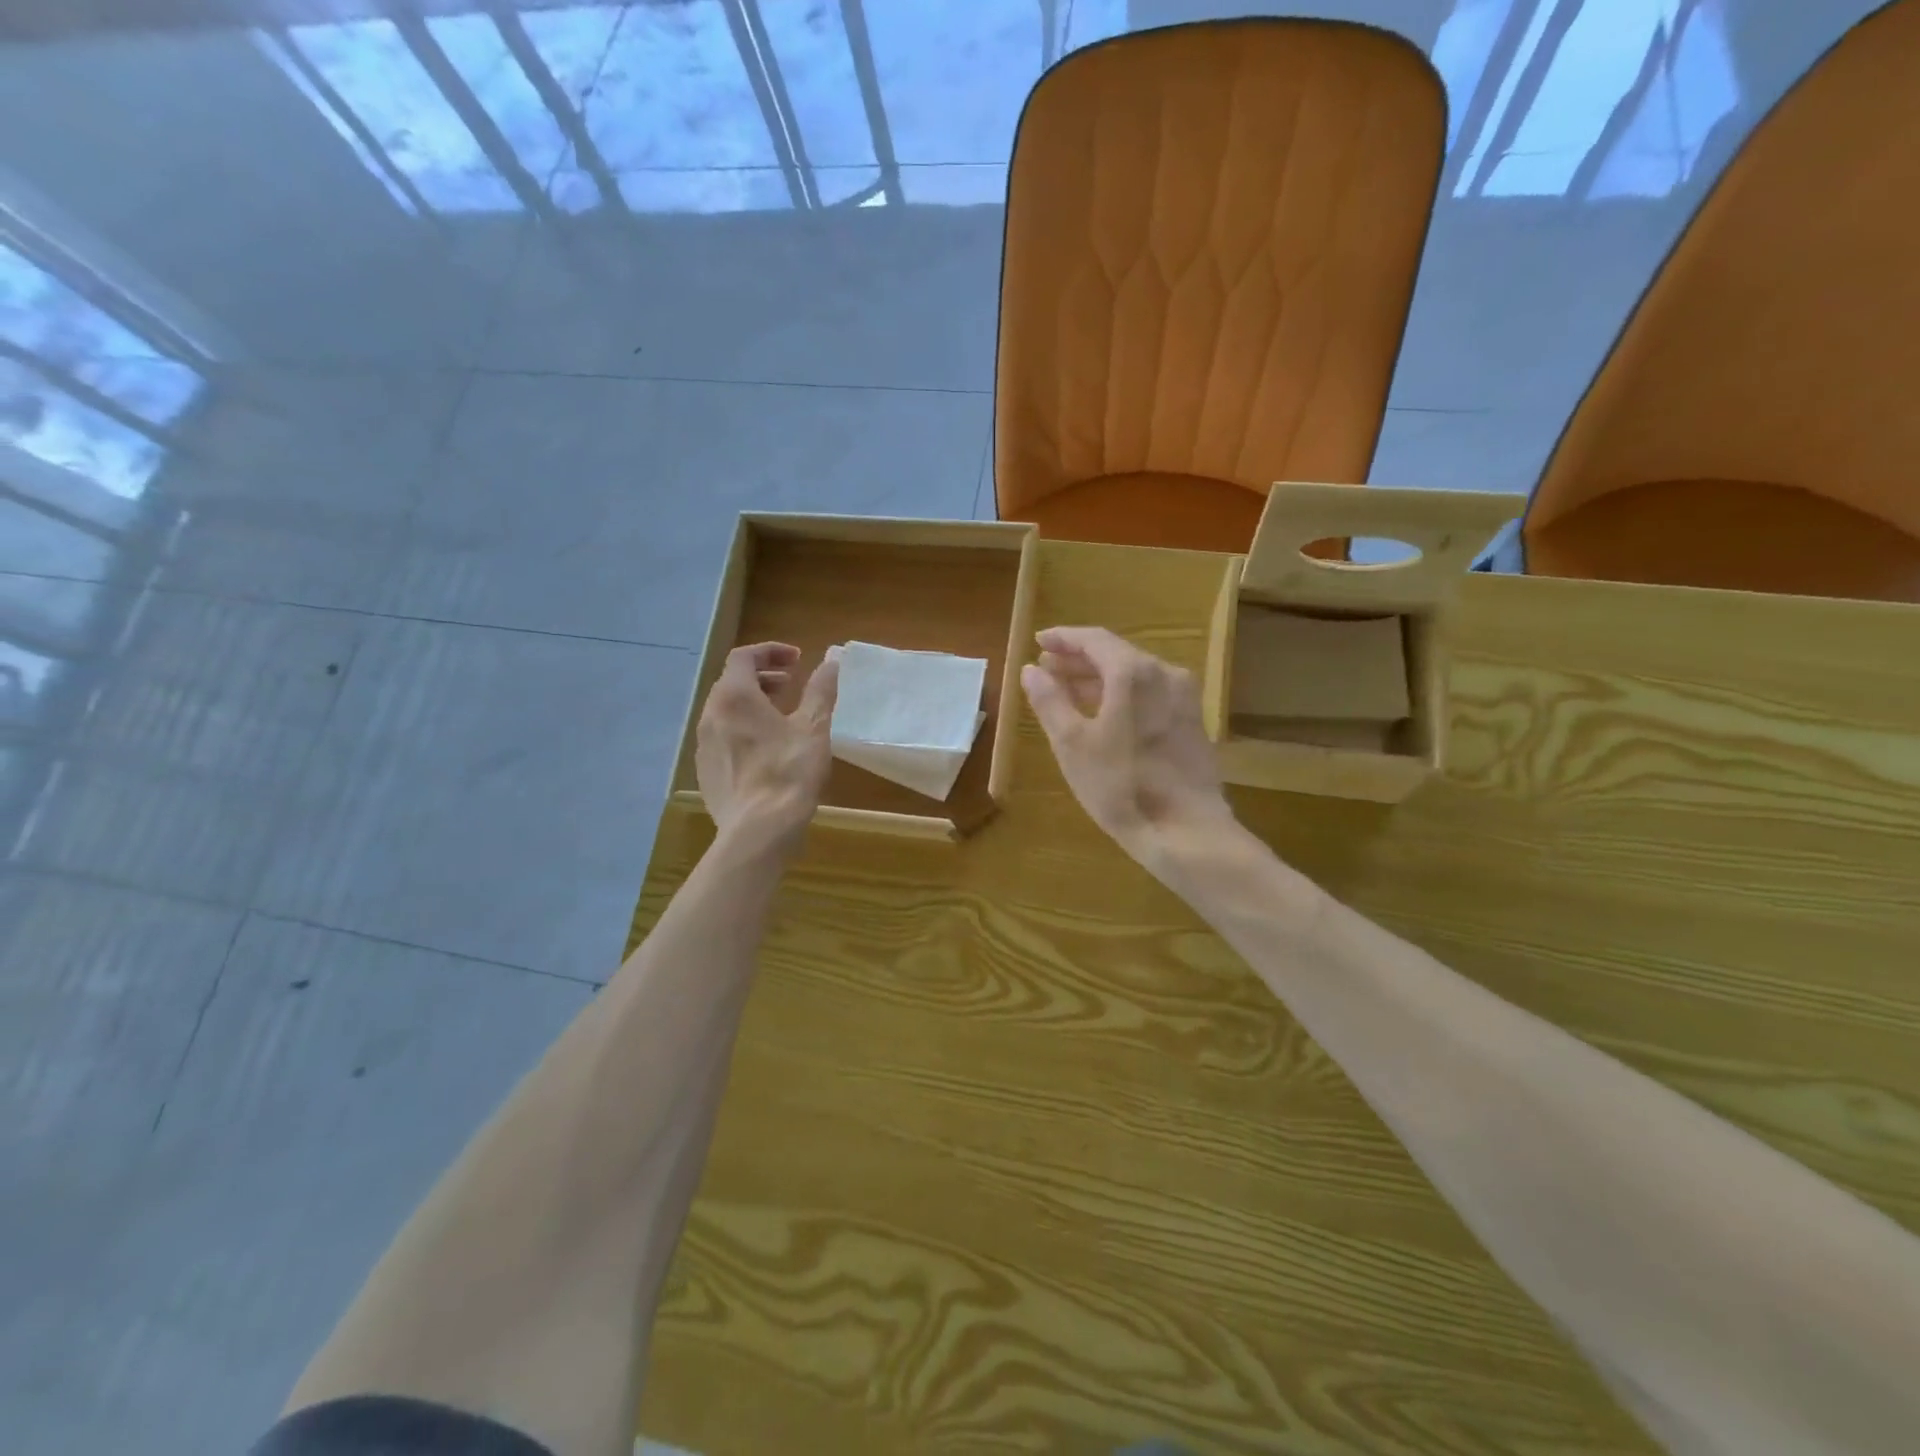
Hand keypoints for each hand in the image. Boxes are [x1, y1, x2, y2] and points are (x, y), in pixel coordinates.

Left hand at [695, 643, 838, 851]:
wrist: (758, 830)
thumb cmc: (789, 772)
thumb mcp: (814, 728)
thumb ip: (820, 691)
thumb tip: (831, 661)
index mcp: (734, 696)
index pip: (744, 656)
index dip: (770, 651)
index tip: (797, 660)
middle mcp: (711, 714)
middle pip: (732, 681)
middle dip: (763, 676)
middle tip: (791, 683)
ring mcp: (703, 744)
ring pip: (725, 710)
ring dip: (752, 702)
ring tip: (780, 716)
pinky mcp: (705, 770)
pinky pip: (722, 736)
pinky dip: (742, 728)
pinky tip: (766, 749)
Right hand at [1020, 626, 1235, 870]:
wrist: (1186, 831)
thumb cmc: (1121, 785)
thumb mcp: (1072, 744)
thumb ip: (1050, 701)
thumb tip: (1031, 670)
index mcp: (1134, 672)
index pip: (1094, 639)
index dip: (1064, 638)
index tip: (1038, 642)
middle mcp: (1165, 674)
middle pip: (1116, 655)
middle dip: (1079, 660)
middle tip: (1047, 668)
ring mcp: (1184, 698)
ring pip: (1134, 676)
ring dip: (1099, 679)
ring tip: (1068, 691)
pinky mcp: (1192, 723)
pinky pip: (1150, 695)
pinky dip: (1122, 696)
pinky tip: (1104, 715)